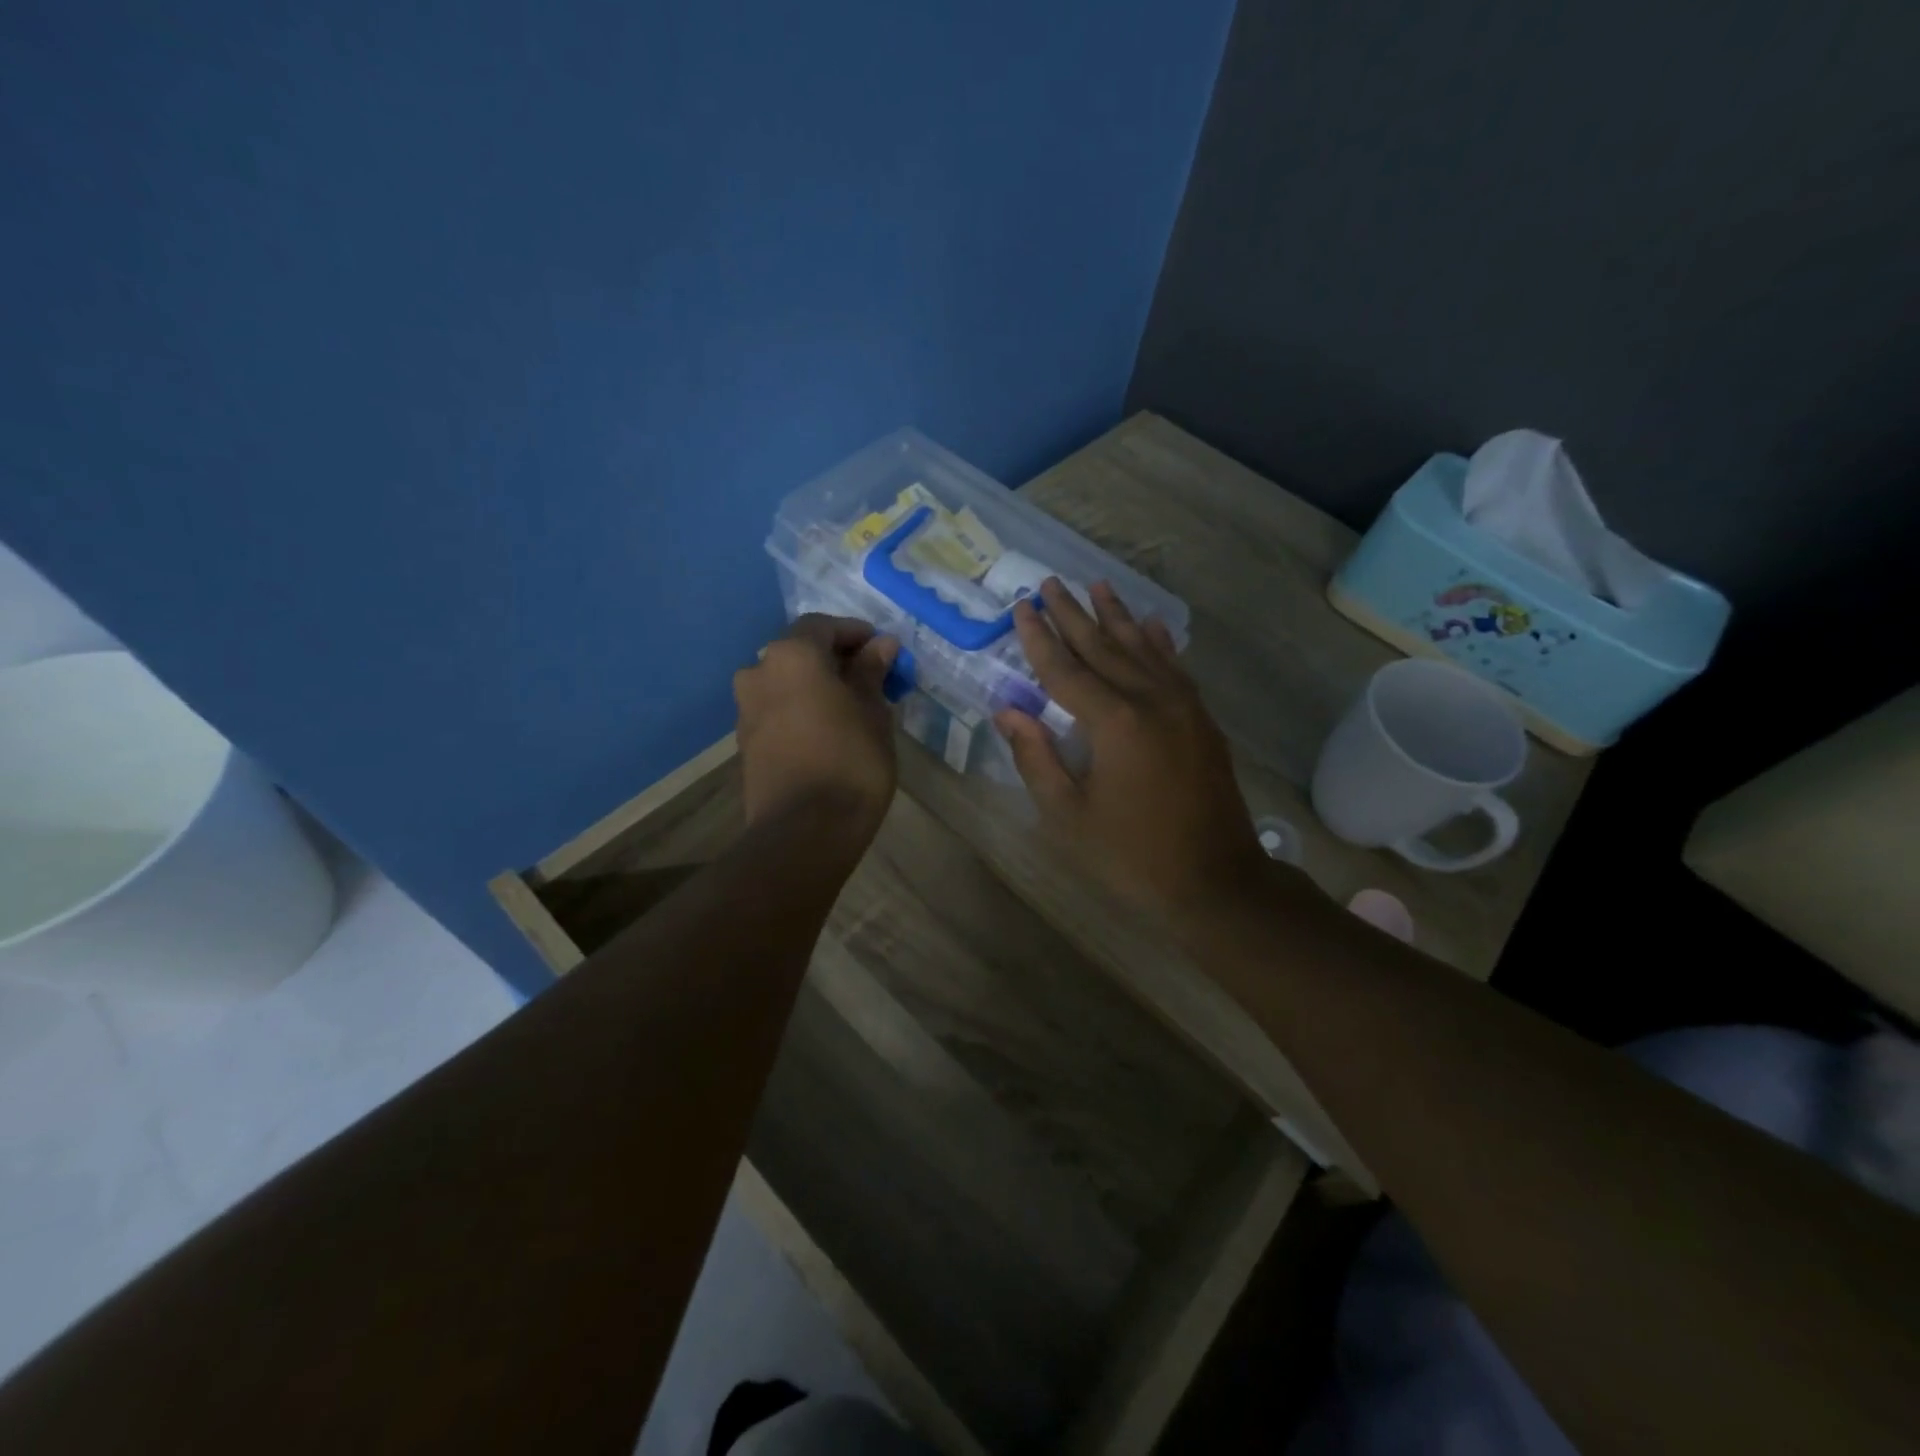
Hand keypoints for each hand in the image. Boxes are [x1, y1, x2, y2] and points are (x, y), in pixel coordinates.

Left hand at [734, 615, 899, 841]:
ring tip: (850, 708)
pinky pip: (776, 712)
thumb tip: (881, 645)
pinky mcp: (745, 743)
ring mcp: (746, 710)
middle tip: (869, 679)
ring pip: (785, 684)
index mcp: (791, 656)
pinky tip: (827, 732)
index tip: (883, 650)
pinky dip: (800, 711)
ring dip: (815, 687)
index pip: (822, 626)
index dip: (855, 633)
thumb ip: (871, 672)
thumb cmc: (850, 761)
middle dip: (834, 661)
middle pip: (799, 653)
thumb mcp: (873, 712)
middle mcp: (758, 673)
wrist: (805, 831)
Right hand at [995, 580, 1267, 915]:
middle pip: (1103, 647)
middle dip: (1073, 614)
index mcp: (1114, 723)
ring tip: (1097, 585)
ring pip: (1142, 649)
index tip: (1021, 607)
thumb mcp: (1068, 816)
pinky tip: (1150, 624)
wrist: (1215, 879)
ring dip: (1116, 616)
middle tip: (1050, 582)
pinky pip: (1175, 668)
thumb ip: (1036, 758)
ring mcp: (1183, 707)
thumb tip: (1008, 711)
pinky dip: (1159, 643)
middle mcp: (1150, 701)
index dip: (1039, 639)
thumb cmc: (1131, 854)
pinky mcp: (1201, 720)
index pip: (1065, 670)